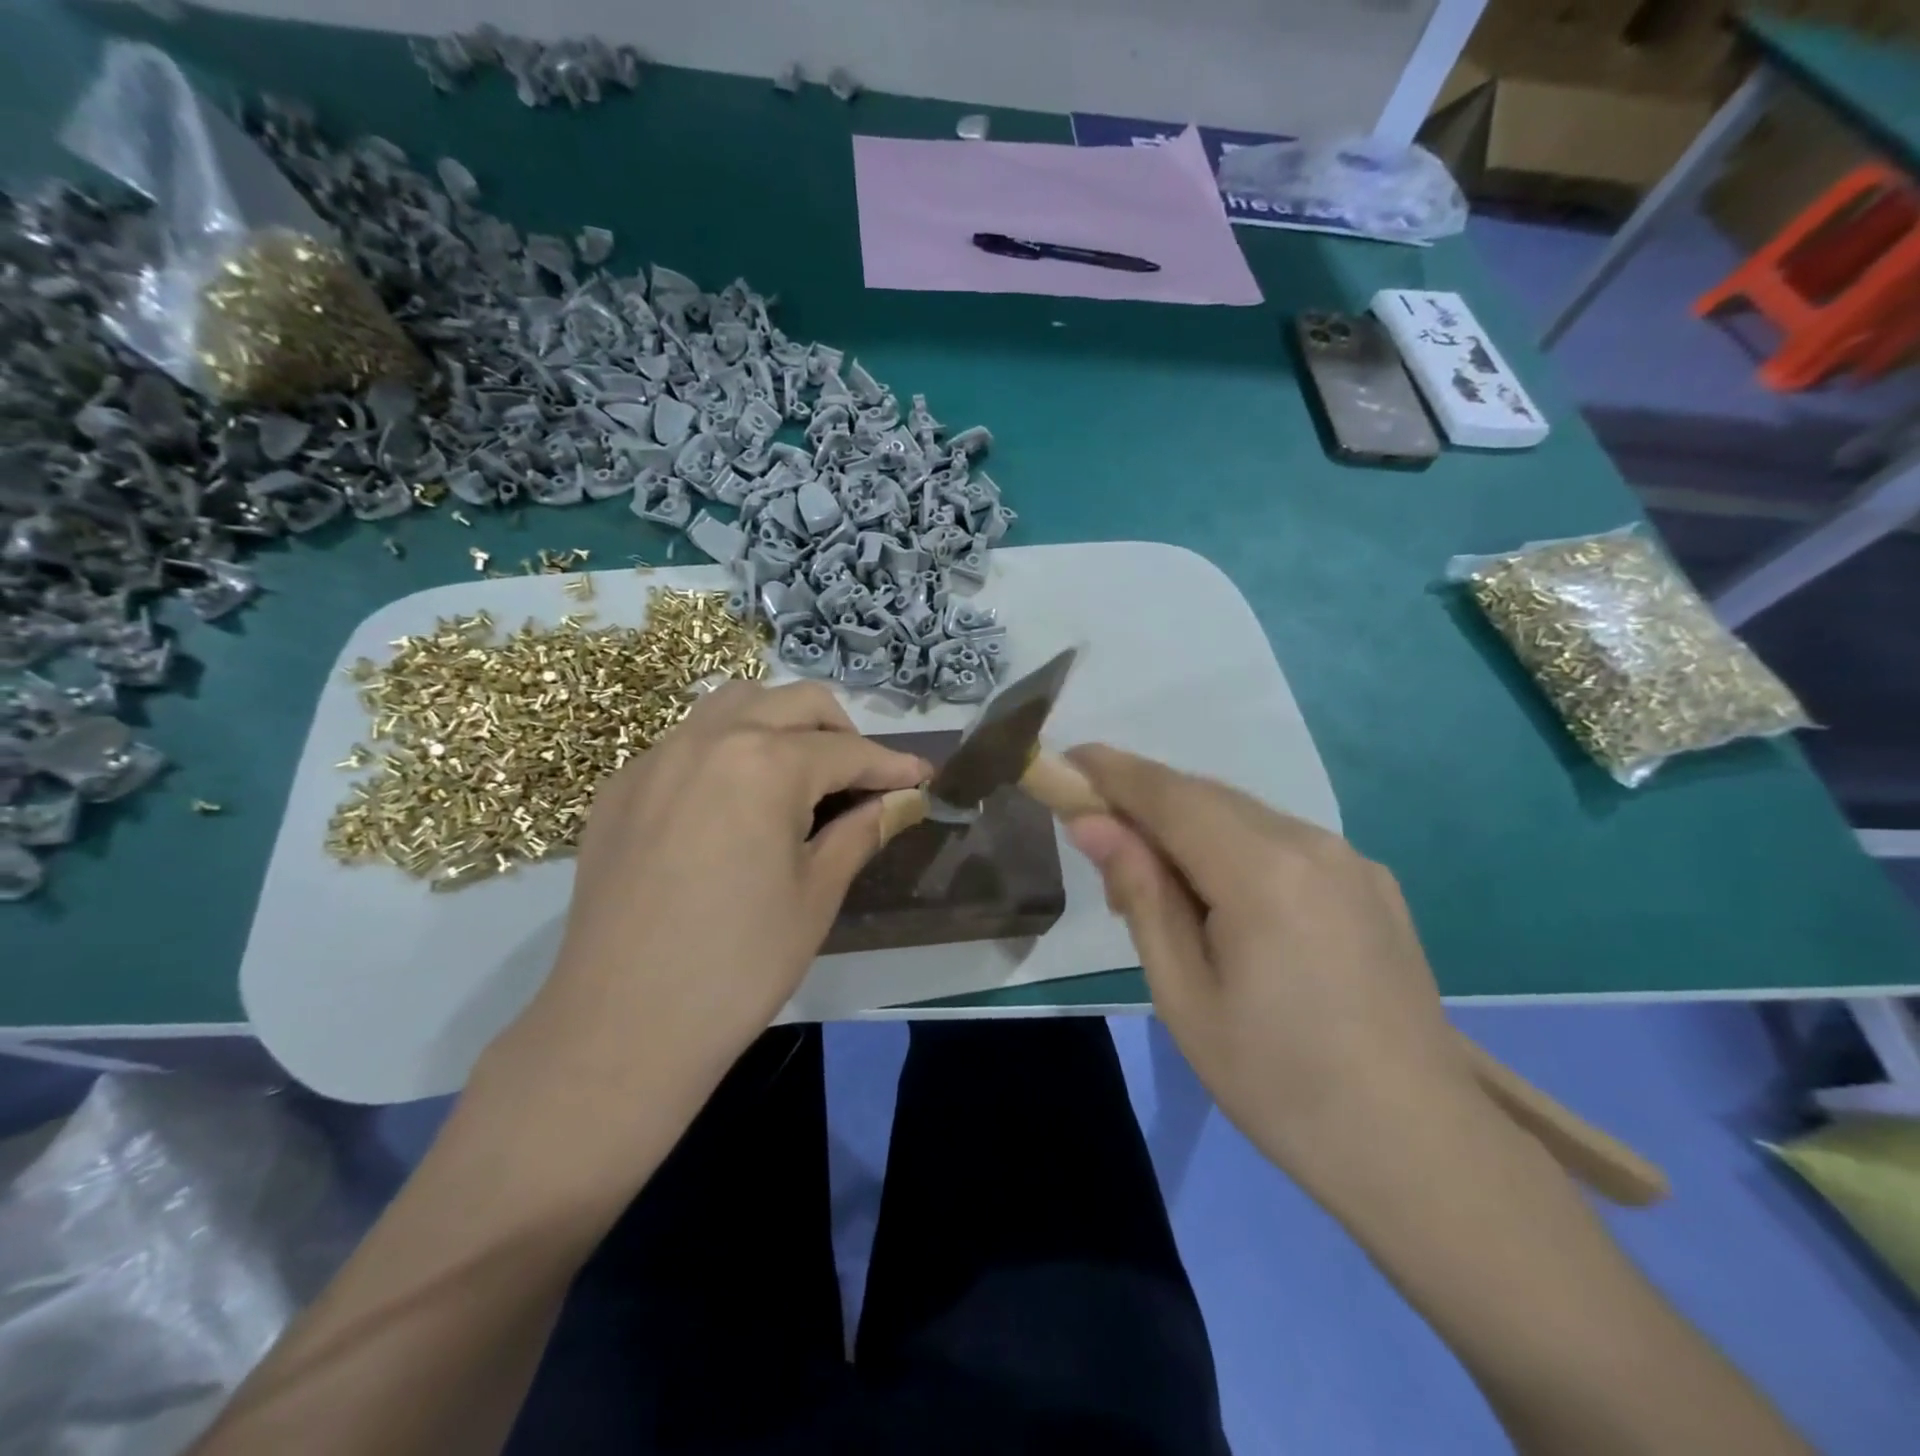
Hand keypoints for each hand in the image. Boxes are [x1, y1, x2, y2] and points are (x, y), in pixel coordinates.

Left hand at [494, 682, 928, 1120]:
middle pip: (794, 703)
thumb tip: (903, 800)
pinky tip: (734, 802)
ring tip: (800, 774)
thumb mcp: (817, 894)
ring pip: (734, 705)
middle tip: (863, 779)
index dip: (893, 766)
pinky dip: (727, 749)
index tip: (922, 778)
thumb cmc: (739, 964)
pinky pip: (687, 741)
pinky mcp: (622, 788)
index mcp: (765, 763)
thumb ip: (862, 830)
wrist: (621, 1027)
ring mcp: (657, 759)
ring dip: (780, 723)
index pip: (848, 751)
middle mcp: (709, 739)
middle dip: (842, 731)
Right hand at [1064, 744, 1480, 1180]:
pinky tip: (1226, 901)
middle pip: (1206, 796)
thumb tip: (1093, 824)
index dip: (1113, 771)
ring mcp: (1351, 859)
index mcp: (1262, 871)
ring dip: (1189, 827)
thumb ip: (1140, 894)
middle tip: (1101, 843)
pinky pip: (1282, 841)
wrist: (1418, 1149)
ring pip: (1244, 815)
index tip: (1067, 761)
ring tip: (1160, 885)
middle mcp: (1312, 843)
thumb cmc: (1278, 1082)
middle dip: (1146, 802)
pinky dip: (1234, 847)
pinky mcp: (1372, 882)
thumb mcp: (1183, 994)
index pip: (1169, 794)